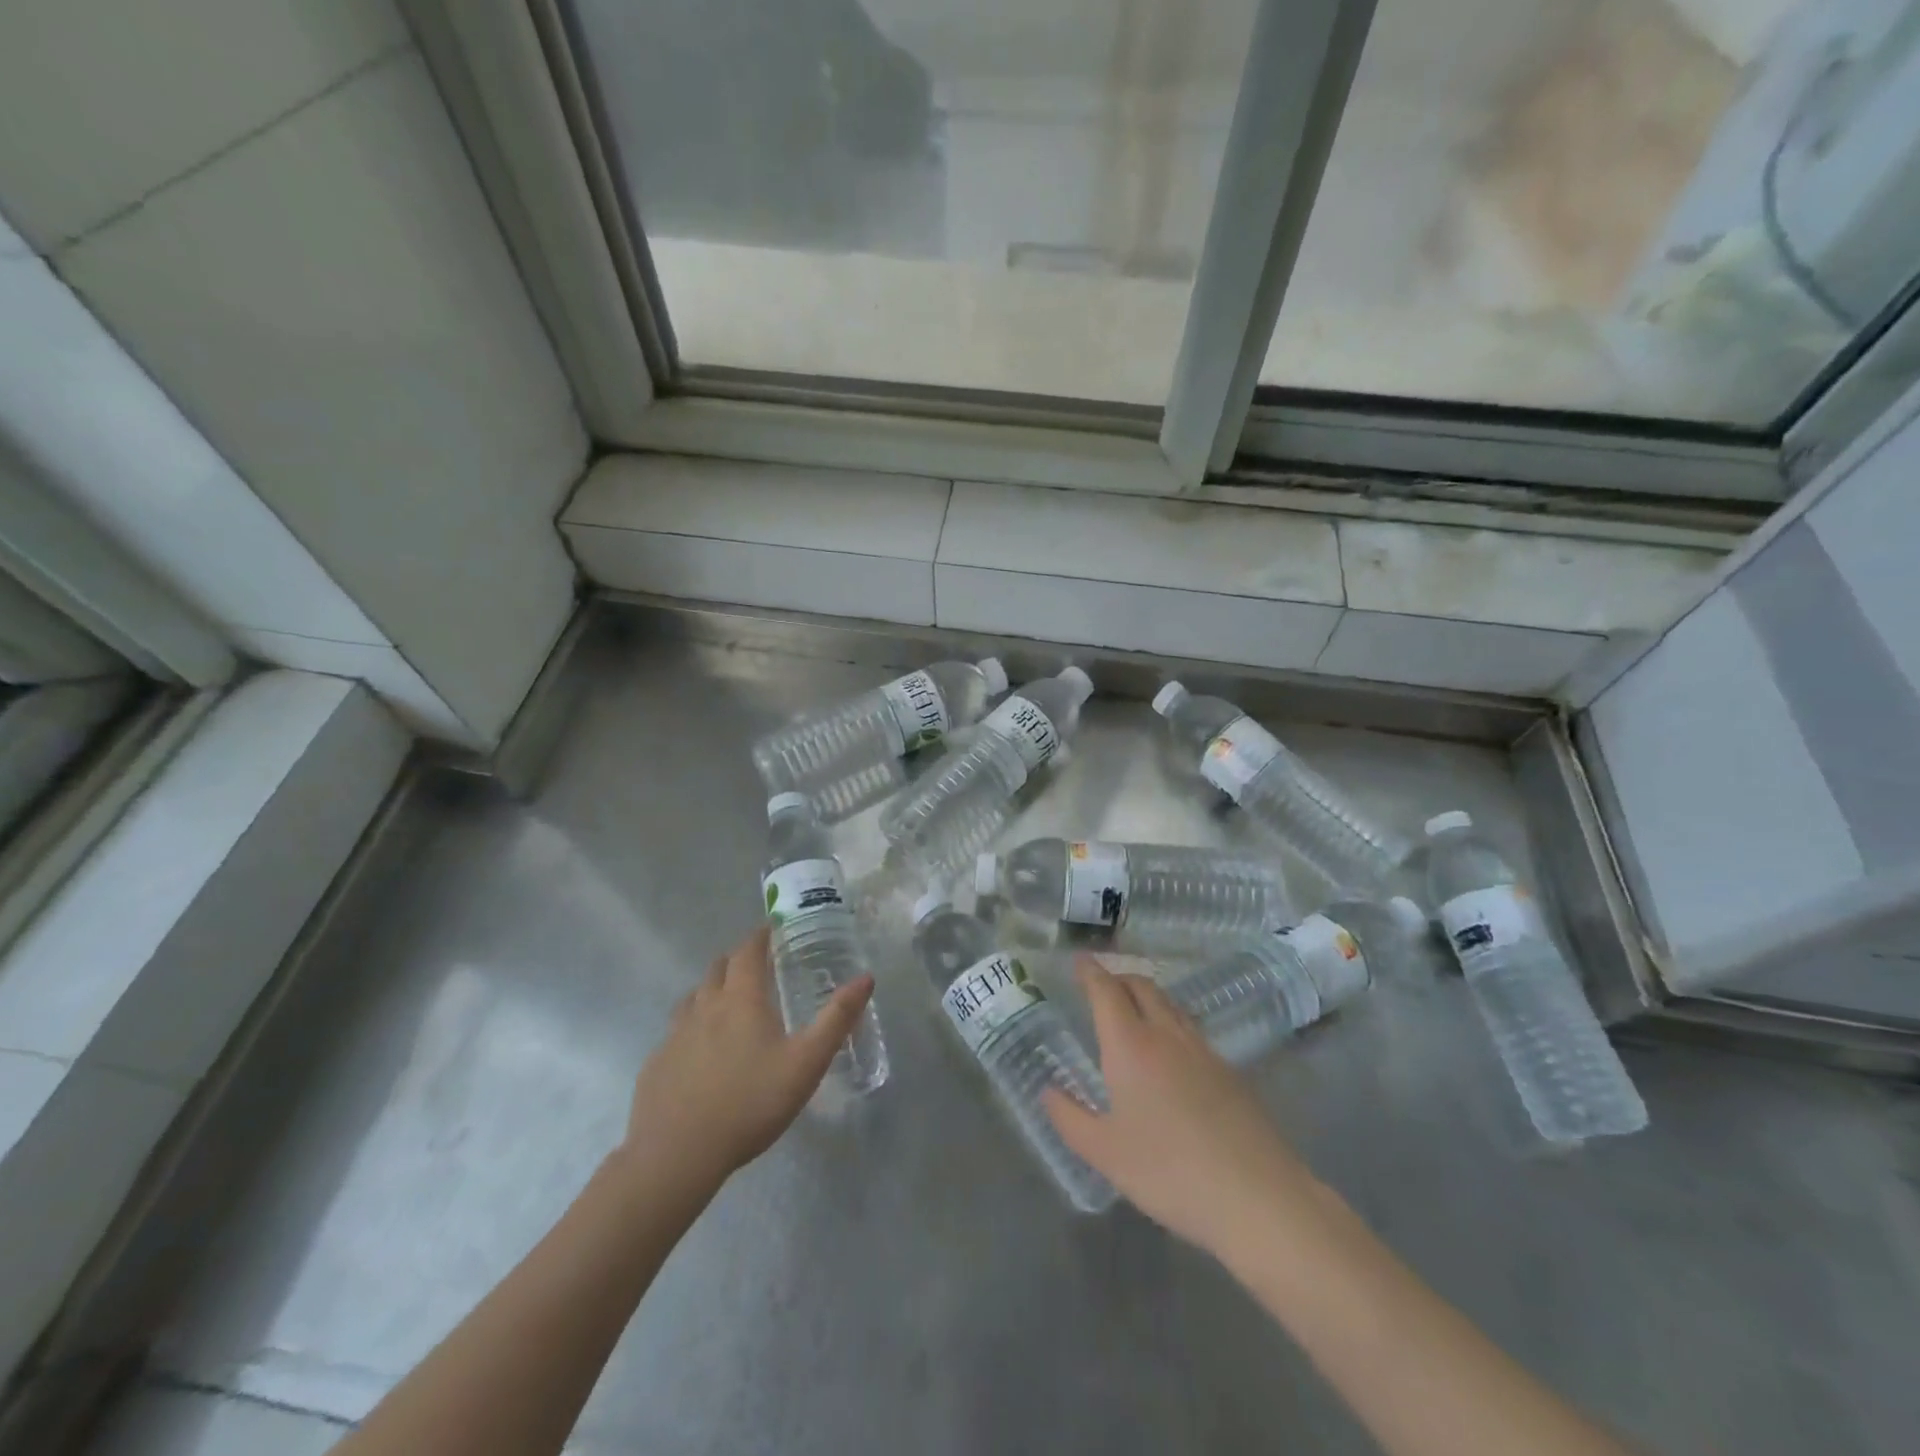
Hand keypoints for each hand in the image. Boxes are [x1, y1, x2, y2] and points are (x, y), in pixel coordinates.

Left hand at [619, 926, 872, 1191]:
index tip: (770, 929)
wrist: (676, 1155)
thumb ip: (837, 1019)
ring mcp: (674, 1035)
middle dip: (736, 960)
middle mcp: (704, 1007)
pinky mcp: (656, 1064)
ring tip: (726, 1003)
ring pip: (692, 998)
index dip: (759, 936)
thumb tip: (866, 977)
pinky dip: (691, 1027)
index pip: (747, 952)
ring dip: (710, 990)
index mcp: (741, 1000)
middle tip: (754, 965)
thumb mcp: (806, 1063)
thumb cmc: (750, 1103)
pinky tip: (698, 1052)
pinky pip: (674, 1033)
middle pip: (717, 969)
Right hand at [1043, 957, 1318, 1257]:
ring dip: (1147, 996)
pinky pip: (1191, 1029)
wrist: (1257, 1197)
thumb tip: (1048, 1091)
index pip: (1106, 991)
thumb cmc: (1169, 1172)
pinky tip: (1170, 1053)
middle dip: (1119, 977)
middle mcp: (1167, 1035)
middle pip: (1142, 986)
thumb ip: (1070, 1118)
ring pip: (1171, 1004)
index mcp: (1130, 1046)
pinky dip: (1171, 1021)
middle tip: (1101, 985)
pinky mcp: (1230, 1071)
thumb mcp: (1105, 1153)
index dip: (1090, 972)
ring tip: (1133, 1010)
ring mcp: (1203, 1051)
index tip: (1078, 960)